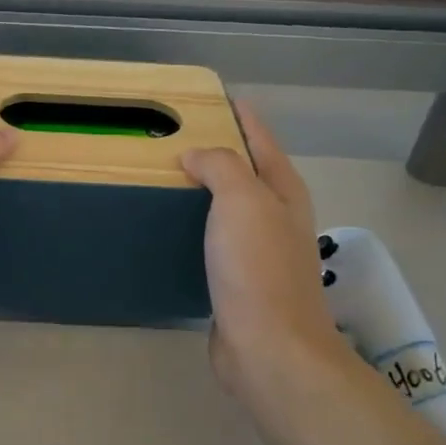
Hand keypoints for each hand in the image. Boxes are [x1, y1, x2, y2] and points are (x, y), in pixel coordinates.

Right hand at [182, 102, 351, 402]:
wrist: (268, 347)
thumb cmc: (258, 268)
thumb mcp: (242, 200)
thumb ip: (220, 166)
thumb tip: (195, 156)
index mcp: (282, 190)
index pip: (260, 138)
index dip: (240, 115)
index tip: (210, 97)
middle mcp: (275, 216)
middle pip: (244, 171)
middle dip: (215, 150)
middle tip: (170, 136)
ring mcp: (258, 250)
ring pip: (226, 206)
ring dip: (201, 190)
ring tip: (162, 176)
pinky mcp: (237, 279)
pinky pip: (212, 238)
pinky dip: (193, 225)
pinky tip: (167, 226)